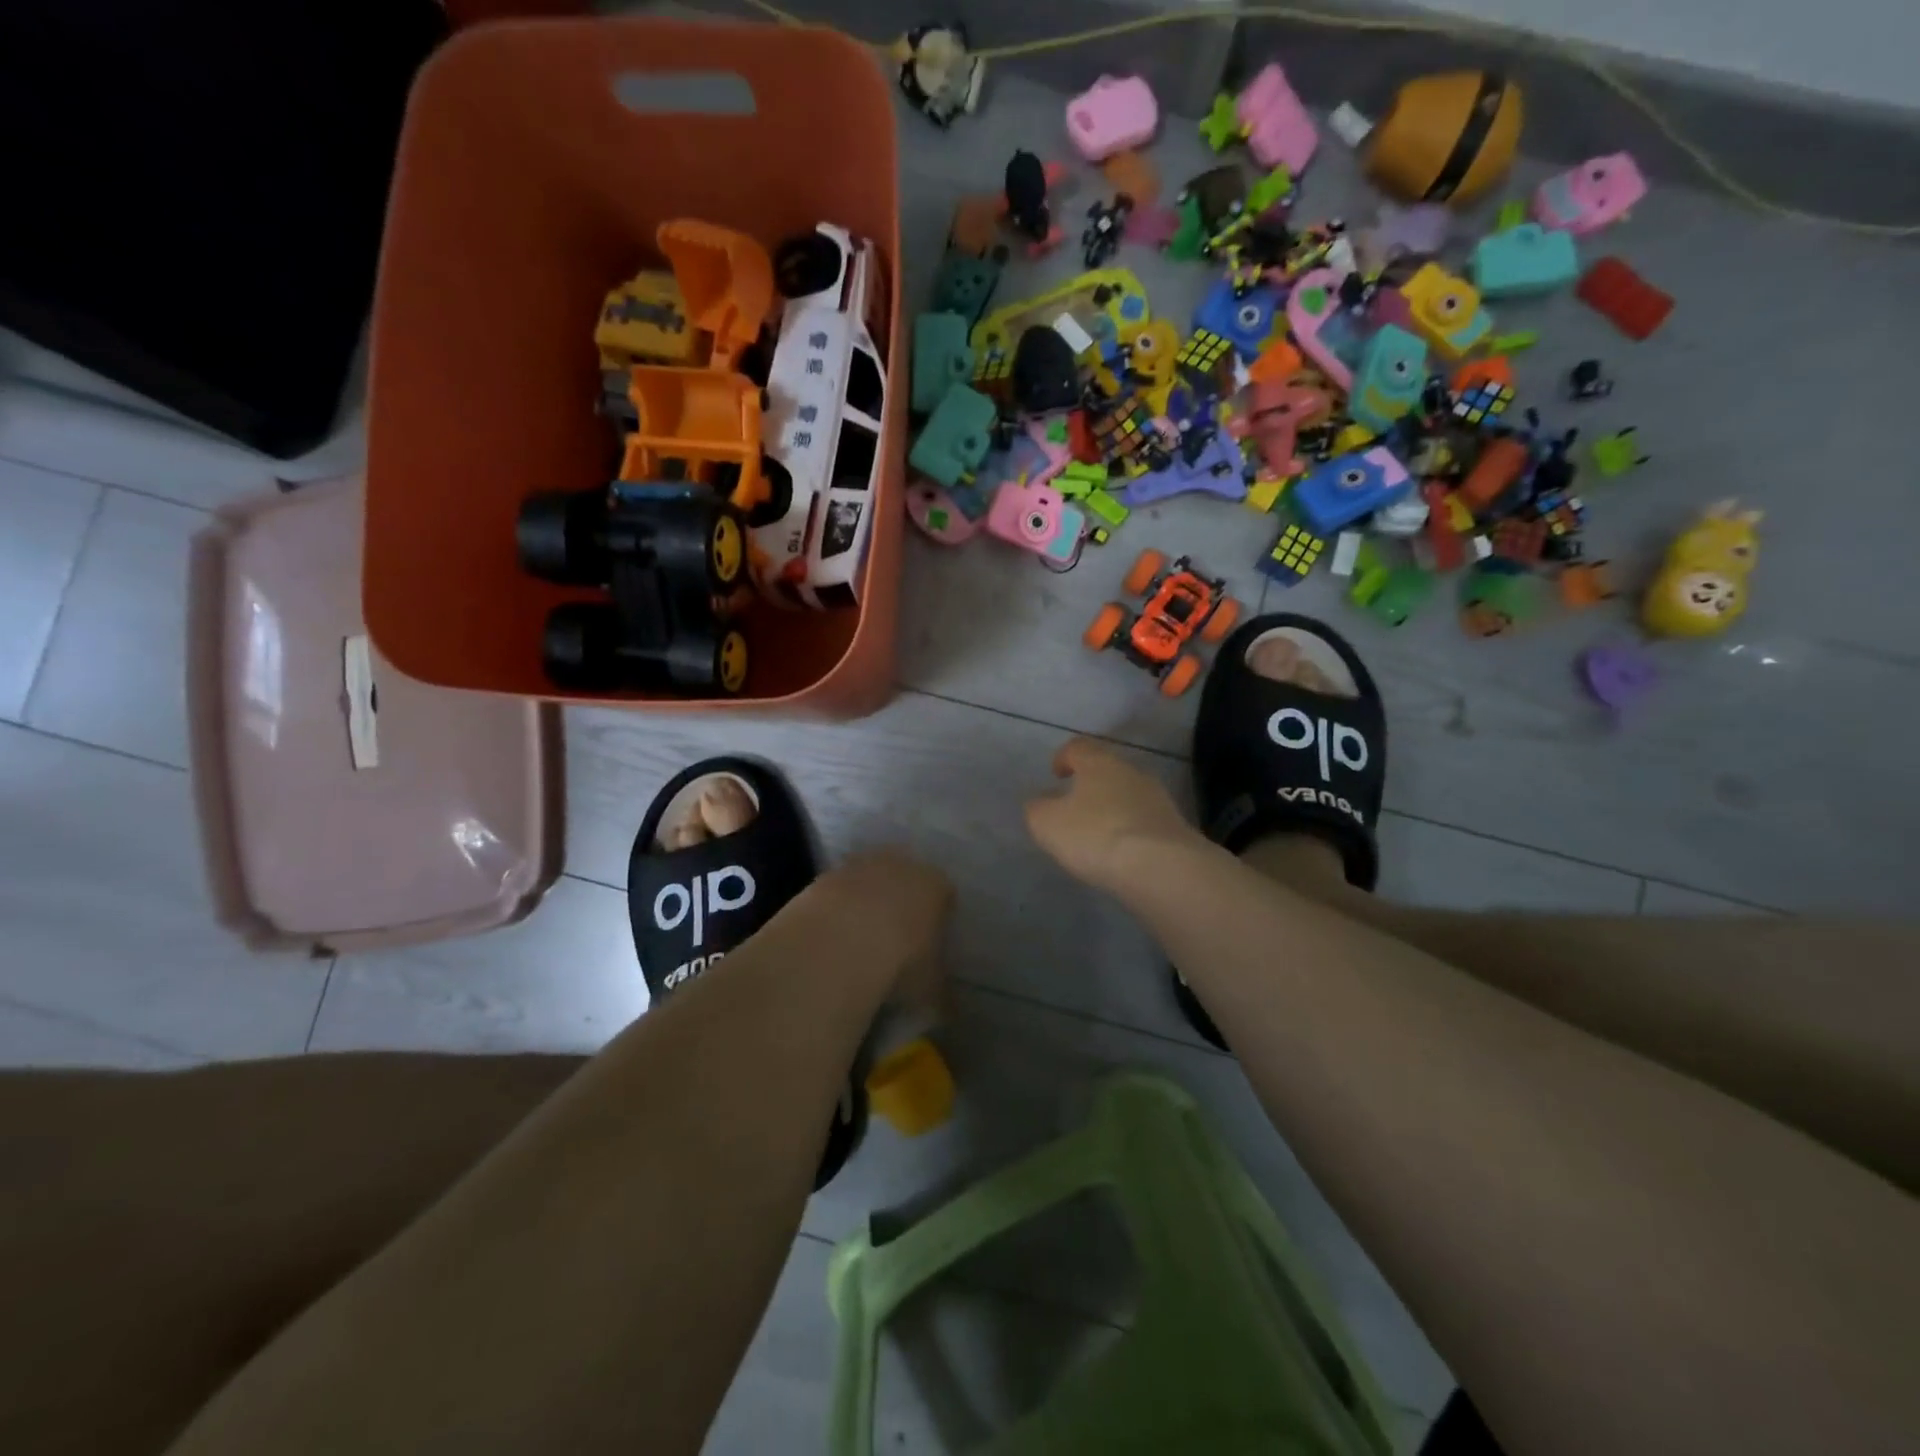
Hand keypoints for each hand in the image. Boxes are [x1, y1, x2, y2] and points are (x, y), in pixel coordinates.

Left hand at [803, 851, 952, 1009]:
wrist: (838, 942)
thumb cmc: (900, 962)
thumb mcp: (930, 990)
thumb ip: (943, 997)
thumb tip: (951, 1013)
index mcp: (935, 885)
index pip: (945, 894)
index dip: (940, 916)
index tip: (931, 941)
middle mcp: (900, 865)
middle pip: (905, 878)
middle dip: (902, 902)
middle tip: (896, 936)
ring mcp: (859, 866)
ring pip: (868, 880)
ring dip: (866, 902)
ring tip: (859, 939)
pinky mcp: (824, 877)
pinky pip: (837, 892)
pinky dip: (836, 910)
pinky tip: (832, 937)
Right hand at [1025, 738, 1200, 895]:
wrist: (1161, 867)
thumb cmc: (1096, 835)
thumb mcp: (1048, 824)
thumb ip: (1037, 809)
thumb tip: (1040, 803)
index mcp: (1099, 763)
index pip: (1078, 747)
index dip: (1064, 757)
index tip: (1056, 774)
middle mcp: (1131, 772)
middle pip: (1107, 770)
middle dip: (1090, 785)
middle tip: (1075, 807)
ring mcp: (1158, 798)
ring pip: (1128, 795)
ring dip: (1112, 809)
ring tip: (1098, 834)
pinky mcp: (1175, 826)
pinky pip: (1144, 821)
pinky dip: (1130, 831)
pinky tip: (1122, 853)